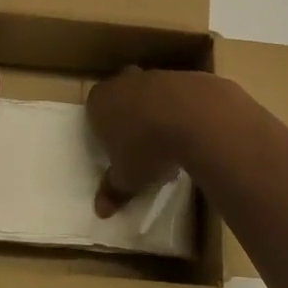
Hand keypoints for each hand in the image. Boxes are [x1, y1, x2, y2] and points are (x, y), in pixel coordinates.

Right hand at [86, 67, 240, 216]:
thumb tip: (100, 211)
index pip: (94, 112)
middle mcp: (122, 82)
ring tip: (168, 142)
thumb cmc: (146, 147)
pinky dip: (181, 110)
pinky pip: (177, 96)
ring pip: (149, 93)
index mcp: (99, 102)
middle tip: (139, 143)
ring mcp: (154, 76)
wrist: (193, 116)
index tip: (116, 150)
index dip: (103, 130)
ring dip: (156, 112)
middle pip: (121, 97)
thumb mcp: (127, 177)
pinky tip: (190, 132)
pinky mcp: (183, 76)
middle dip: (128, 116)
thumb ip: (113, 190)